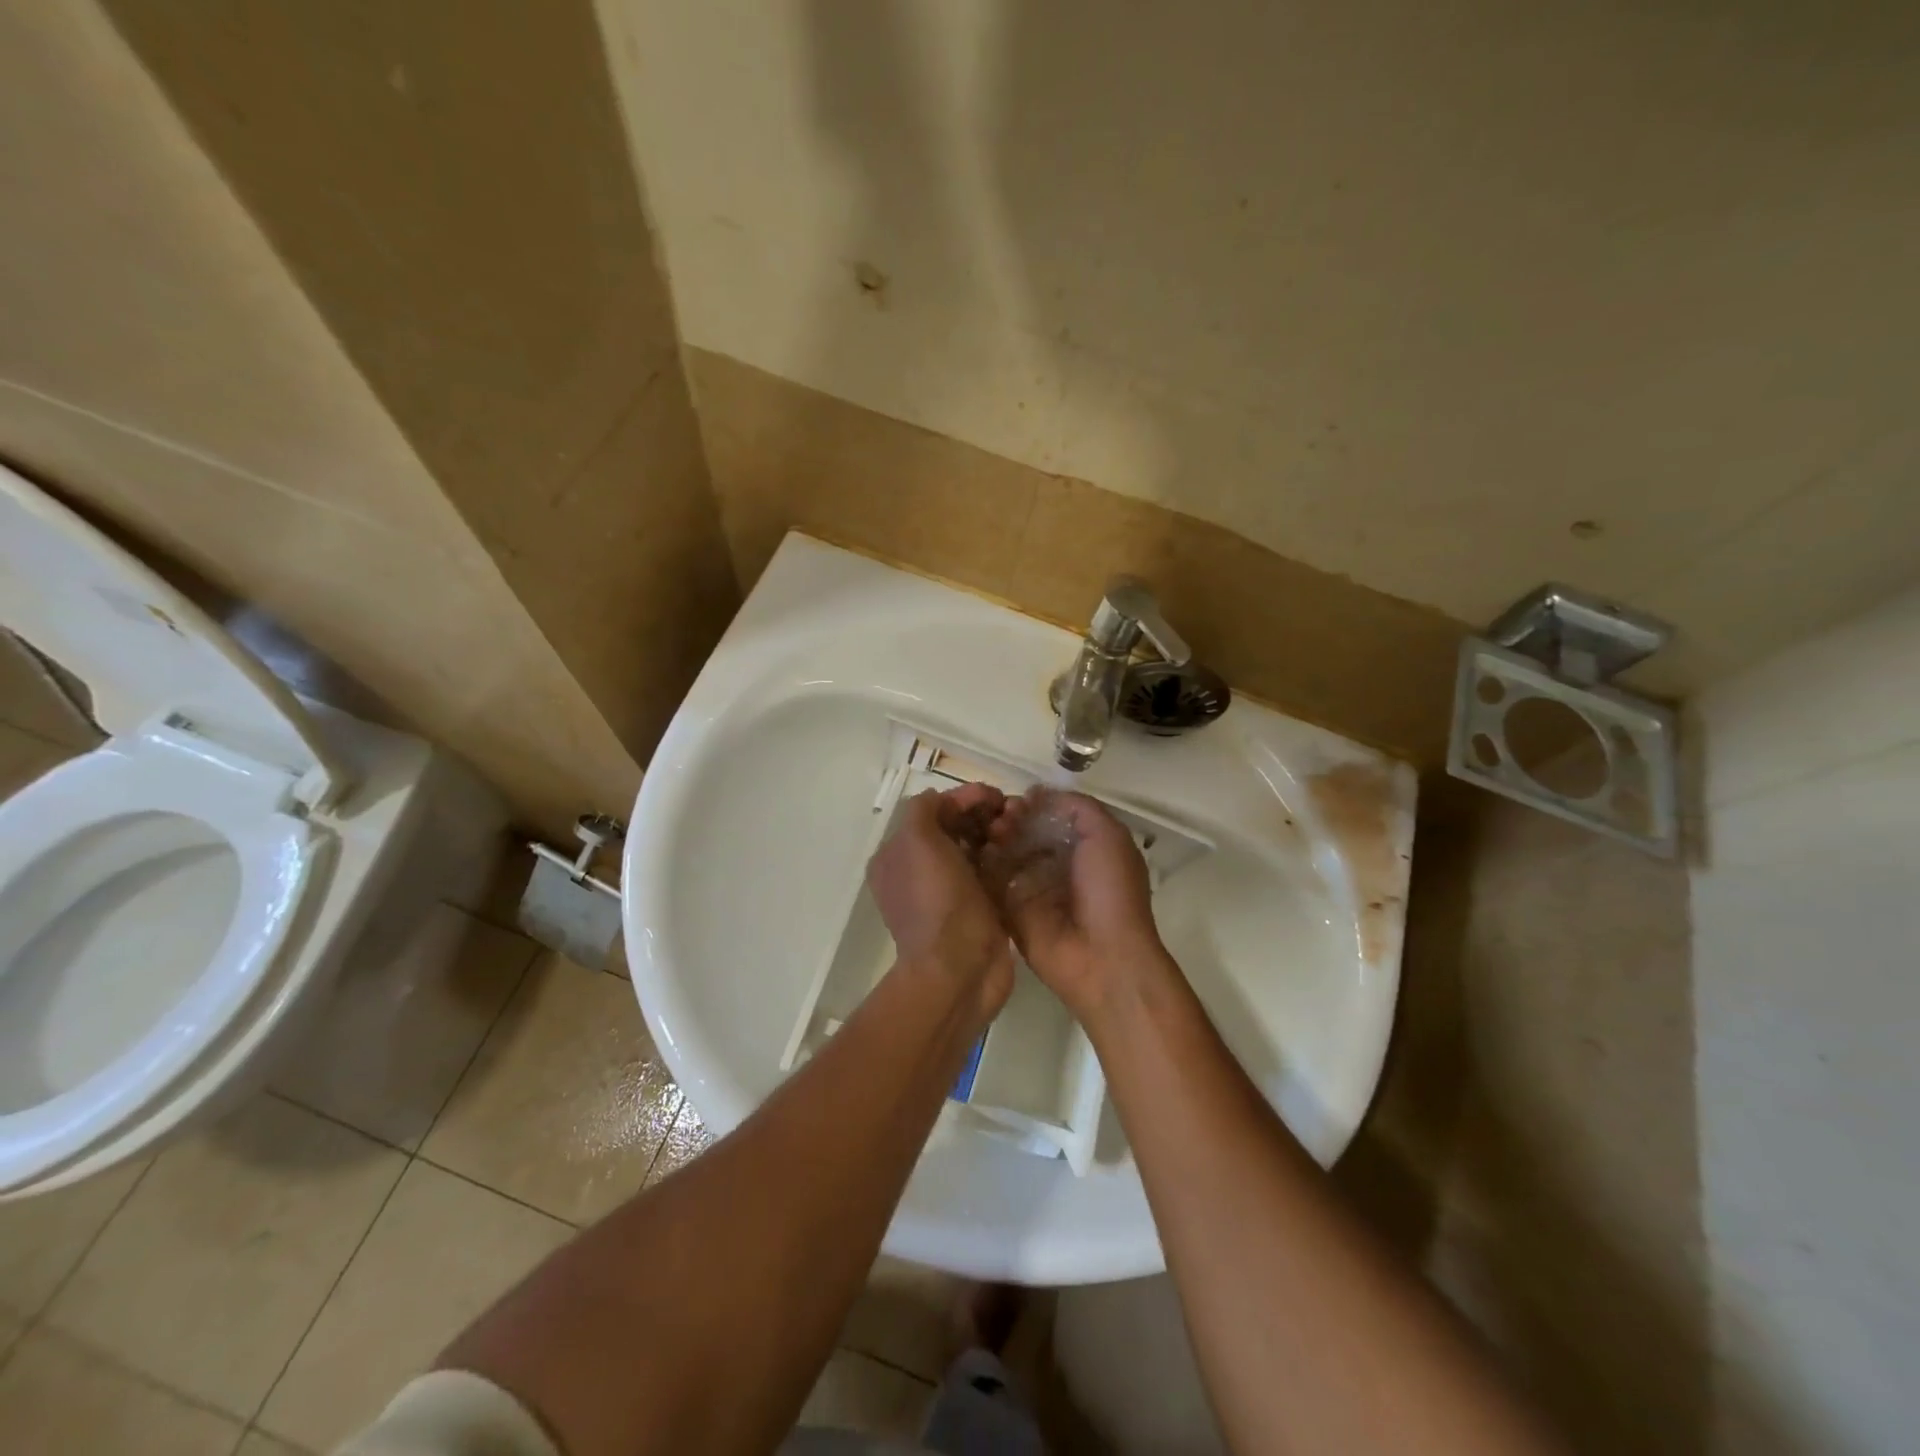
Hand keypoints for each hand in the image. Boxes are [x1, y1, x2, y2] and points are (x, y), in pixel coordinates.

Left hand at [867, 784, 1014, 1016]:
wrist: (959, 969)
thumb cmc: (937, 900)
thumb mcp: (917, 841)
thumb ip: (924, 809)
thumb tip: (944, 800)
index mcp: (897, 856)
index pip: (932, 811)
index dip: (962, 798)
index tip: (994, 795)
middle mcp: (919, 872)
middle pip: (955, 827)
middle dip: (982, 814)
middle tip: (1012, 811)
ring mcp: (949, 892)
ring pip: (976, 848)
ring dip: (997, 833)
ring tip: (1020, 829)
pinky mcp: (978, 908)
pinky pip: (992, 872)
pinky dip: (1006, 858)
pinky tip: (1023, 851)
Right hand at [980, 787, 1173, 1021]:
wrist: (1103, 956)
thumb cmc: (1110, 890)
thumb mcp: (1107, 835)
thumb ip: (1077, 806)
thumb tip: (1037, 793)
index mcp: (1084, 847)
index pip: (1050, 817)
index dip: (1033, 805)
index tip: (1017, 801)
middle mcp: (1056, 866)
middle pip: (1024, 833)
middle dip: (1010, 820)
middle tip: (999, 818)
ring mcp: (1032, 890)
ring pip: (1005, 855)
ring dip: (994, 839)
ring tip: (989, 834)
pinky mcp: (1011, 912)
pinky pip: (991, 883)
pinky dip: (981, 866)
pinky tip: (976, 853)